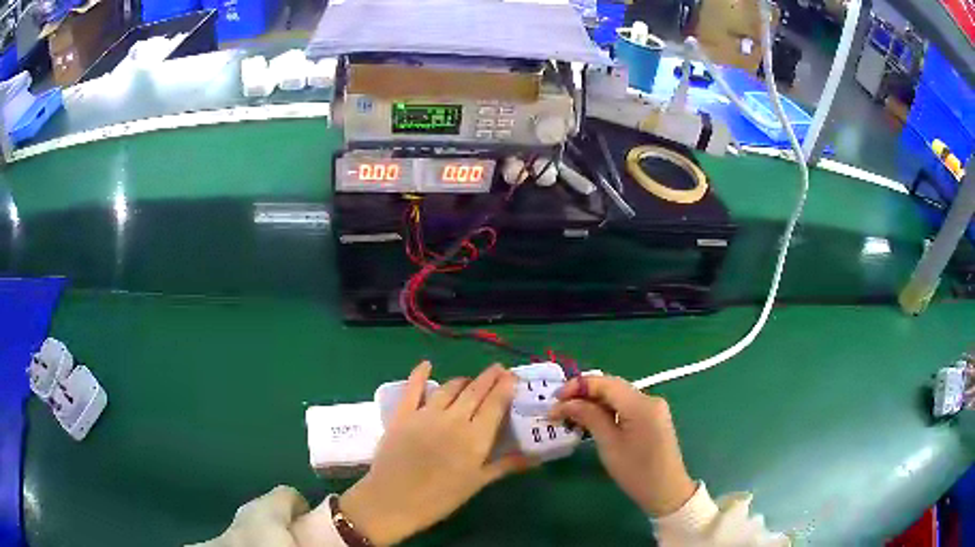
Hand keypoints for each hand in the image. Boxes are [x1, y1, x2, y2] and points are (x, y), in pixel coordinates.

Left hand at [296, 362, 531, 545]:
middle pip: (475, 391)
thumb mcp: (477, 484)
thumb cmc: (440, 498)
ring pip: (449, 388)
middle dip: (489, 377)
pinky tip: (426, 364)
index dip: (505, 387)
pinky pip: (413, 388)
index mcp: (476, 437)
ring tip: (471, 379)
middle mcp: (454, 419)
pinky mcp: (402, 415)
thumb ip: (504, 466)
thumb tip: (535, 457)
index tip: (513, 376)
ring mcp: (426, 414)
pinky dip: (420, 374)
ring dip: (463, 380)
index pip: (495, 404)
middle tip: (498, 369)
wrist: (393, 500)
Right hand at [550, 376, 695, 517]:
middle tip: (558, 408)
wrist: (666, 491)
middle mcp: (649, 399)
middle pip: (611, 387)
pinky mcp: (652, 419)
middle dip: (583, 394)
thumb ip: (589, 417)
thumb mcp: (609, 444)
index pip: (605, 383)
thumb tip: (565, 402)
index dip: (577, 386)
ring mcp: (652, 408)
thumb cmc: (636, 471)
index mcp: (641, 403)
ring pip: (617, 397)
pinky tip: (591, 422)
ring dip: (593, 403)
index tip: (554, 399)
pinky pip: (625, 407)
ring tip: (570, 416)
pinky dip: (606, 411)